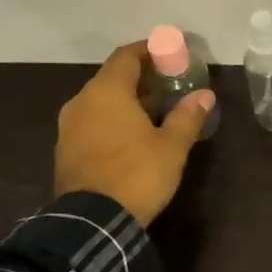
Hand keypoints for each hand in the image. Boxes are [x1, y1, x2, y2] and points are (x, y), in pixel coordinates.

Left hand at [54, 42, 213, 226]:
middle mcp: (82, 101)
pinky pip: (92, 123)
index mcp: (107, 92)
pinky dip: (112, 121)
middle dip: (141, 79)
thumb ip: (187, 116)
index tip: (170, 54)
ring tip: (154, 114)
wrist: (94, 221)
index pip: (127, 56)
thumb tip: (205, 95)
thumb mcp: (172, 147)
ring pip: (101, 102)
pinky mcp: (66, 149)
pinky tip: (131, 137)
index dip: (149, 51)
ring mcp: (69, 126)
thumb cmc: (138, 174)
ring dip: (126, 102)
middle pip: (112, 78)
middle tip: (168, 87)